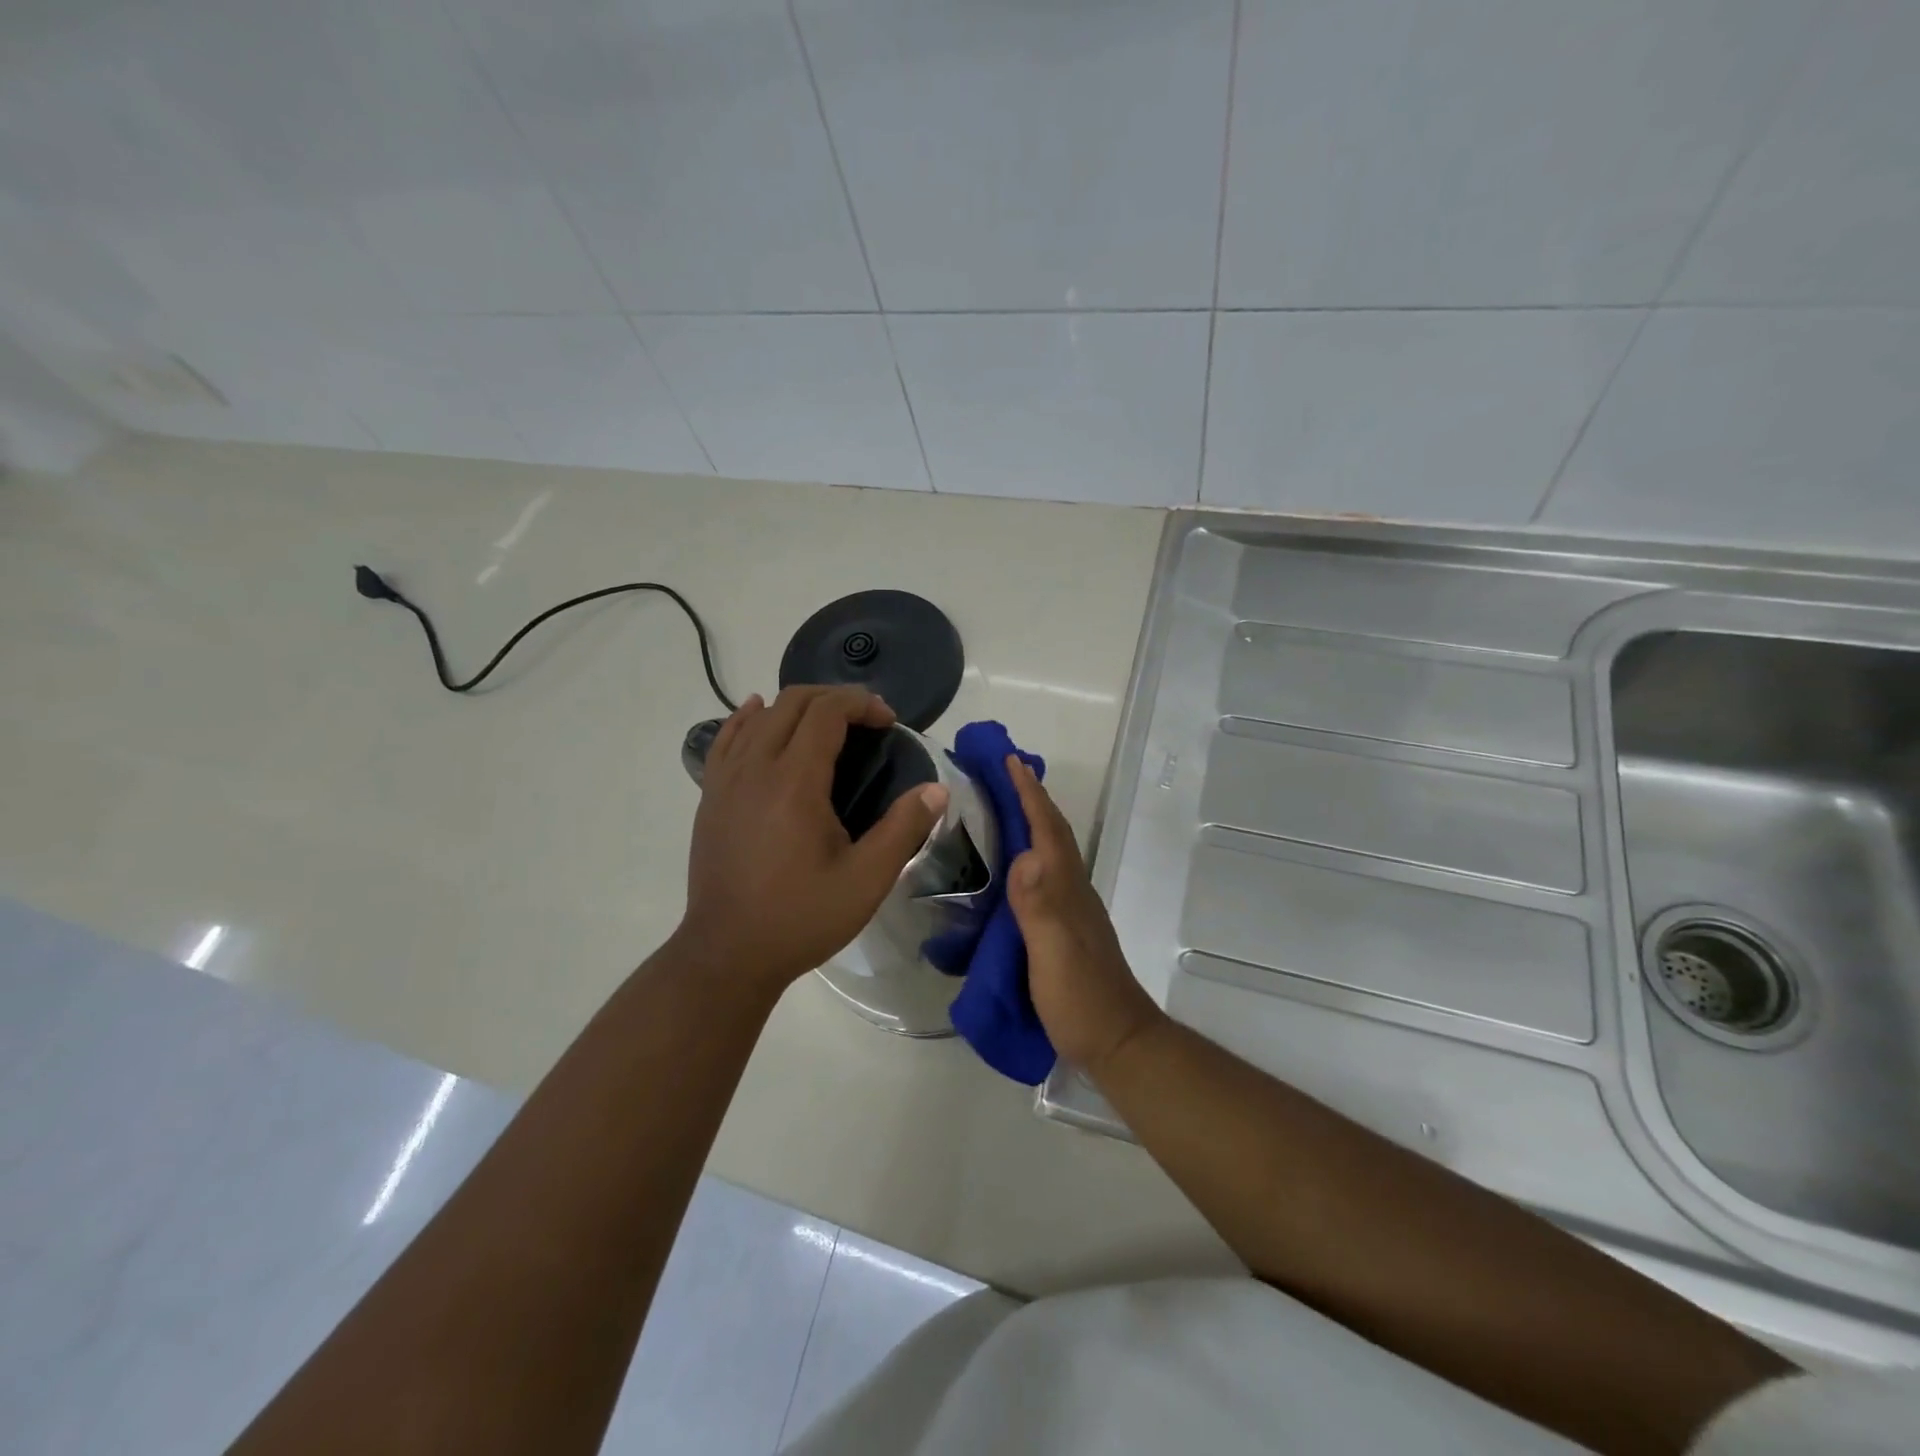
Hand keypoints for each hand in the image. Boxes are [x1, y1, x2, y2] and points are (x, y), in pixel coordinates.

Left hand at [676, 686, 948, 990]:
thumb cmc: (801, 918)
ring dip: (797, 706)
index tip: (888, 722)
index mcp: (794, 782)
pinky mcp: (710, 796)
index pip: (826, 712)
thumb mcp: (866, 881)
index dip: (861, 704)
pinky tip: (758, 712)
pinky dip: (748, 717)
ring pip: (760, 715)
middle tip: (866, 722)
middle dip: (835, 698)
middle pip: (793, 702)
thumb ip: (903, 829)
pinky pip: (727, 738)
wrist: (727, 954)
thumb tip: (937, 789)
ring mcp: (725, 780)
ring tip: (826, 722)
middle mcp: (755, 768)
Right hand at [1004, 756, 1166, 1081]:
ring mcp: (1071, 910)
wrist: (1117, 1042)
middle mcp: (1072, 891)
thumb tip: (1023, 854)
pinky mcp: (1064, 929)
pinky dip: (1029, 854)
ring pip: (1050, 852)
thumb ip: (1040, 907)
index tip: (1011, 762)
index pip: (1048, 832)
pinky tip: (1012, 864)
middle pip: (1052, 834)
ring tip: (1003, 805)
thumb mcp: (1054, 955)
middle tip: (1003, 771)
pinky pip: (1043, 876)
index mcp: (1067, 890)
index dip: (1030, 796)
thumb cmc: (1082, 999)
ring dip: (1031, 822)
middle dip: (1031, 799)